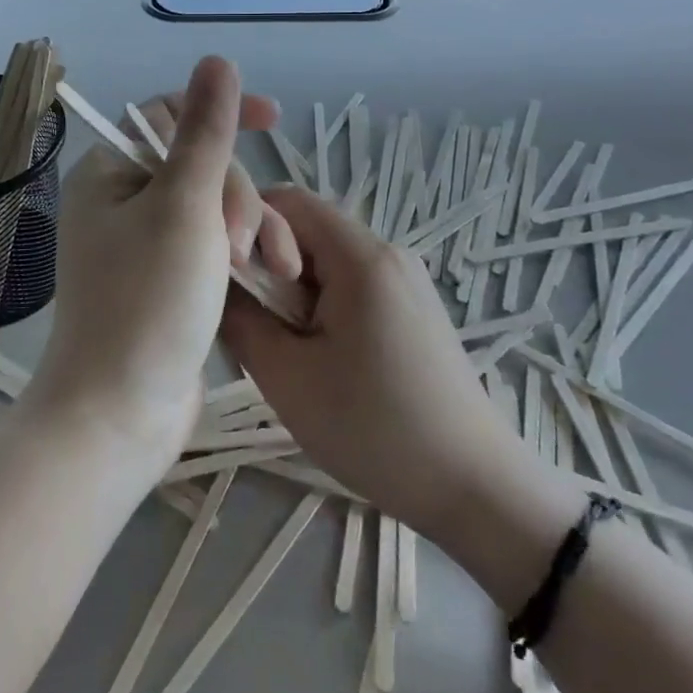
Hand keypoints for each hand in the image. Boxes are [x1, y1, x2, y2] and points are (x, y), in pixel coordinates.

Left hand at [28, 57, 300, 473]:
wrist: (120, 413)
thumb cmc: (147, 300)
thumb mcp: (184, 205)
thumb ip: (205, 132)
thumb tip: (216, 61)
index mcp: (110, 173)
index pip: (168, 116)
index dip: (220, 111)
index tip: (273, 118)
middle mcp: (120, 202)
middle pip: (199, 168)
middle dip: (236, 196)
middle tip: (242, 244)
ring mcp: (143, 246)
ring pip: (214, 210)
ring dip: (249, 228)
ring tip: (269, 269)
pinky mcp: (166, 284)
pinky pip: (212, 248)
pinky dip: (242, 257)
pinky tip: (271, 278)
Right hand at [219, 186, 518, 538]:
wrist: (477, 491)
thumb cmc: (375, 429)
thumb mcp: (287, 378)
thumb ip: (240, 319)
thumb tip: (214, 283)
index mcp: (360, 257)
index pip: (288, 201)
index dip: (244, 222)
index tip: (222, 272)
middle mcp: (388, 253)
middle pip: (308, 229)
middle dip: (268, 264)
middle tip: (250, 321)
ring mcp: (406, 280)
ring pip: (328, 260)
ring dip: (293, 290)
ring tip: (284, 348)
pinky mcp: (414, 308)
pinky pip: (353, 283)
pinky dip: (323, 305)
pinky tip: (321, 358)